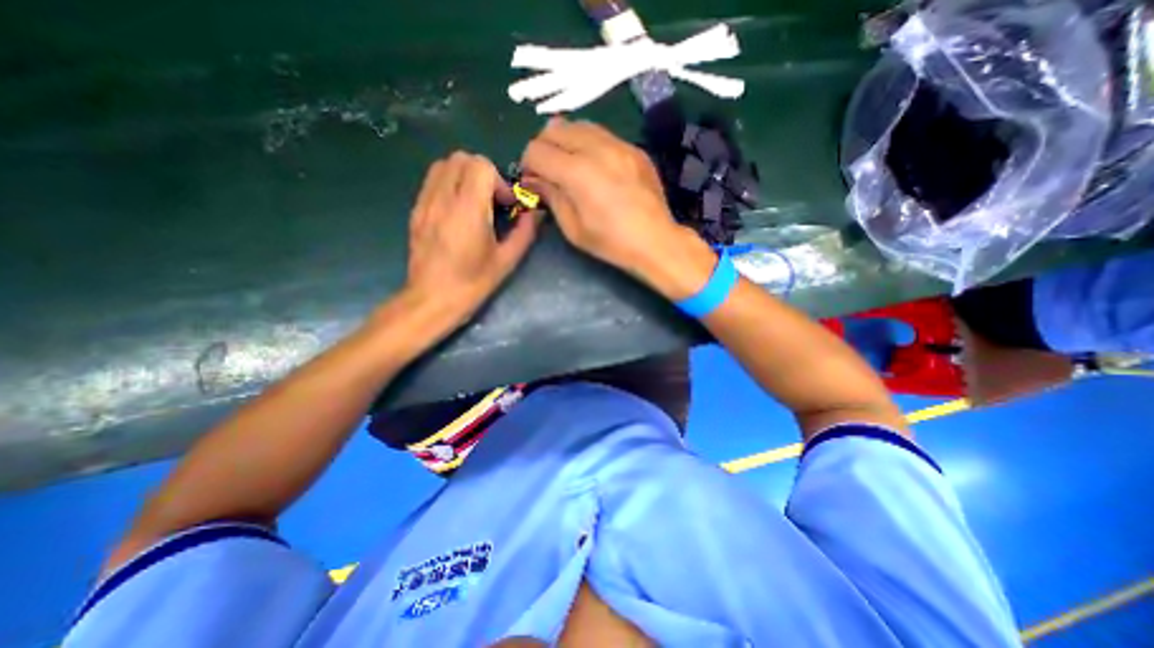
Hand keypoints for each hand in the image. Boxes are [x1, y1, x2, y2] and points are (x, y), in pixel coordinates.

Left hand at [403, 150, 538, 323]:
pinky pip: (432, 180)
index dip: (498, 181)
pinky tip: (458, 210)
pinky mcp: (416, 210)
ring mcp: (425, 203)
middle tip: (492, 201)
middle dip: (483, 173)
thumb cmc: (472, 284)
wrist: (431, 300)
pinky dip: (449, 184)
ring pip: (444, 165)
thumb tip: (537, 212)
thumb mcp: (506, 261)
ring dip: (465, 175)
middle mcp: (443, 199)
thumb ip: (525, 232)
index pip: (480, 166)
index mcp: (468, 211)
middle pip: (461, 158)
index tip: (505, 205)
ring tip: (475, 202)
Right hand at [522, 117, 718, 299]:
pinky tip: (595, 166)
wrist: (656, 241)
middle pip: (554, 129)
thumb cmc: (611, 242)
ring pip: (579, 125)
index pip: (536, 150)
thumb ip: (551, 196)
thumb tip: (533, 179)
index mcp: (577, 173)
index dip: (528, 164)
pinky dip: (589, 143)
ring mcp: (619, 145)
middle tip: (549, 171)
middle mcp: (597, 149)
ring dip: (566, 141)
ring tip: (570, 164)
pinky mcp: (634, 148)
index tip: (533, 180)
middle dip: (544, 148)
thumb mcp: (573, 228)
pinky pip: (603, 134)